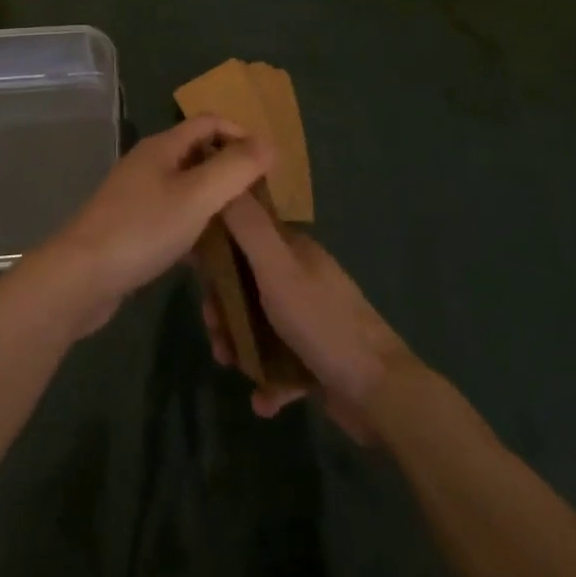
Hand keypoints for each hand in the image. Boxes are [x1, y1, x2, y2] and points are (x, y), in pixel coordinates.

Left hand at [41, 116, 272, 335]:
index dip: (241, 134)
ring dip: (215, 202)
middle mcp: (149, 164)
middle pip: (199, 154)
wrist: (80, 278)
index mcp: (163, 147)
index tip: (270, 165)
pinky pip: (174, 217)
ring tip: (244, 227)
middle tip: (262, 199)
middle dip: (231, 170)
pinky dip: (195, 228)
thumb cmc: (142, 230)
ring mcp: (137, 197)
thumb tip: (269, 142)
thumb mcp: (197, 196)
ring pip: (187, 189)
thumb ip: (235, 168)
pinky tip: (210, 256)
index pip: (209, 122)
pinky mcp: (132, 228)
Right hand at [204, 194, 412, 442]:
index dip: (217, 250)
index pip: (246, 235)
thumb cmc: (322, 322)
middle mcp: (303, 279)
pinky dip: (268, 381)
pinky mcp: (317, 359)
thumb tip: (229, 176)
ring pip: (260, 326)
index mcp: (295, 252)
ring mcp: (312, 320)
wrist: (380, 391)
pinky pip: (281, 366)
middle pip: (247, 284)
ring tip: (232, 367)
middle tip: (214, 331)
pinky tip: (262, 400)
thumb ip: (249, 227)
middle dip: (224, 307)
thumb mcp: (278, 269)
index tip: (195, 273)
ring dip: (240, 346)